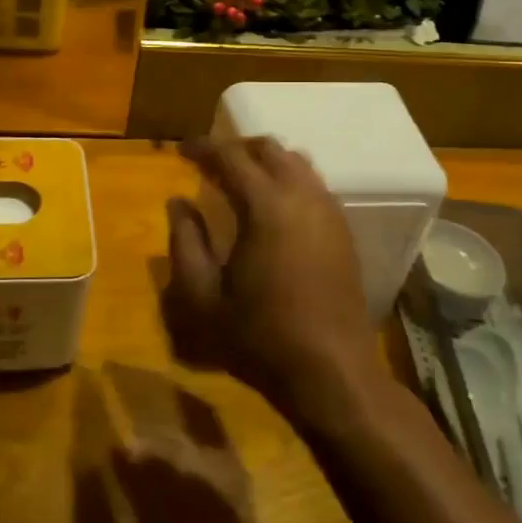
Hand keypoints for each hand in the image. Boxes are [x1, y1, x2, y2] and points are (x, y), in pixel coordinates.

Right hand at [164, 137, 385, 425]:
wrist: (333, 374)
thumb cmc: (260, 338)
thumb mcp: (202, 298)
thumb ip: (184, 243)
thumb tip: (177, 203)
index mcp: (266, 206)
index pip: (230, 157)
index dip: (203, 148)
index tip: (181, 150)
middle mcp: (303, 197)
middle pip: (270, 148)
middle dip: (237, 147)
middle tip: (210, 163)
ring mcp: (330, 213)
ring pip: (297, 163)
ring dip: (266, 161)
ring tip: (240, 179)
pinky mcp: (344, 232)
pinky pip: (314, 185)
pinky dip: (289, 180)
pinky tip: (274, 208)